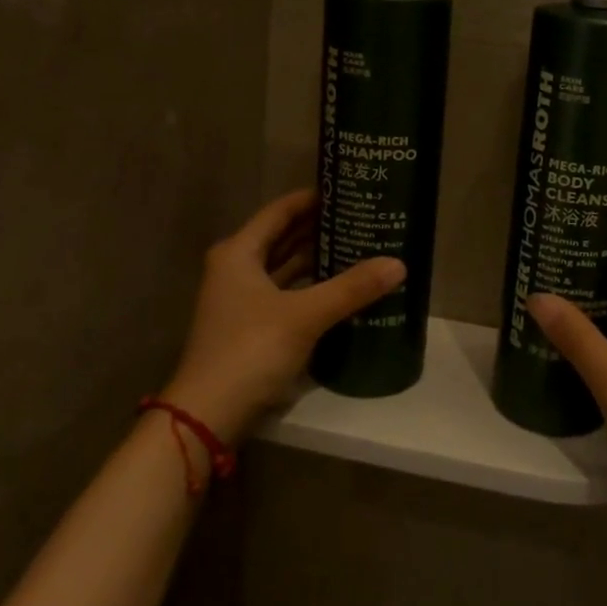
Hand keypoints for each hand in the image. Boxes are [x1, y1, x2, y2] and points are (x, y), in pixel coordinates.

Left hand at [163, 188, 404, 443]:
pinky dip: (310, 288)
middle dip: (319, 229)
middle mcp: (236, 269)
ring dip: (317, 260)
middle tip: (361, 219)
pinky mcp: (249, 326)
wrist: (208, 415)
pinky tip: (340, 290)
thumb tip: (398, 264)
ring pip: (284, 268)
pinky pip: (286, 294)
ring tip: (359, 248)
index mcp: (239, 253)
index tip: (347, 191)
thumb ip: (351, 288)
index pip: (280, 211)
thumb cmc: (250, 350)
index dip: (312, 199)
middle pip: (282, 238)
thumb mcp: (304, 315)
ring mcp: (240, 300)